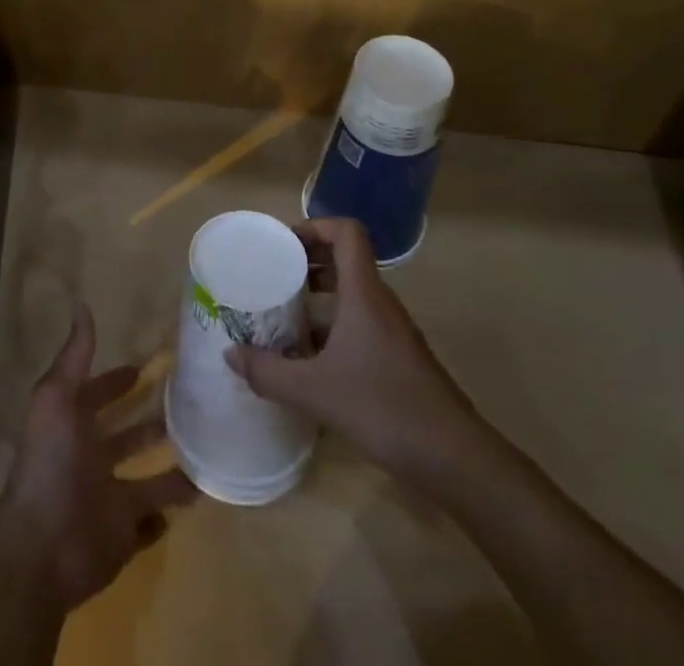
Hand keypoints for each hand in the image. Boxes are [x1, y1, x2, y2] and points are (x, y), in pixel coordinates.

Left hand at [0, 304, 196, 615]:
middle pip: (127, 437)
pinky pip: (149, 525)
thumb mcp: (57, 398)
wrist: (41, 547)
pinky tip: (195, 496)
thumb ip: (75, 356)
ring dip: (170, 469)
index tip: (147, 366)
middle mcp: (92, 460)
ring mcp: (108, 499)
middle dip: (152, 422)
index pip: (100, 396)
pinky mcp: (122, 537)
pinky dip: (166, 514)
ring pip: (145, 480)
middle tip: (190, 404)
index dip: (118, 381)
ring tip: (206, 449)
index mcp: (74, 427)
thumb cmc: (49, 464)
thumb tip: (82, 304)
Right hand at [226, 217, 486, 481]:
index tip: (284, 244)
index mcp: (364, 293)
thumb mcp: (314, 391)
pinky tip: (311, 356)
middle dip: (309, 260)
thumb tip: (230, 355)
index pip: (346, 232)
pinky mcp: (398, 357)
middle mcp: (380, 302)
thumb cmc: (383, 407)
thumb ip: (269, 372)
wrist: (453, 458)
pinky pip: (361, 322)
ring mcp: (392, 330)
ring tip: (285, 311)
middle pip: (346, 259)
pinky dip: (334, 324)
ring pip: (353, 292)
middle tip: (275, 274)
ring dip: (320, 293)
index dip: (315, 226)